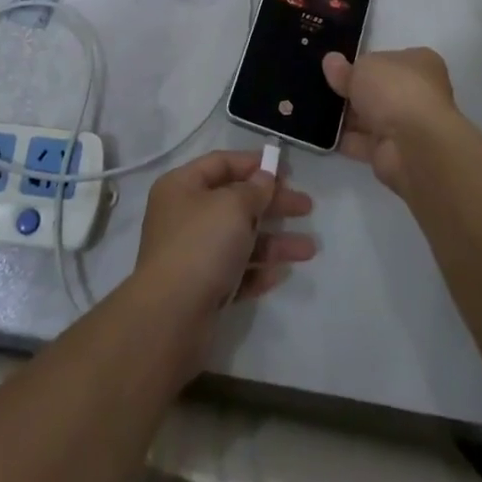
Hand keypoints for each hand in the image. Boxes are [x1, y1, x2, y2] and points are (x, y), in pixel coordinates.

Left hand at [134, 151, 315, 316]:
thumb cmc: (201, 245)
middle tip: (306, 207)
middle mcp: (185, 216)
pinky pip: (236, 271)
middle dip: (272, 204)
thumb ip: (254, 189)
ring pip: (240, 239)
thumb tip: (264, 178)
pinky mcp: (203, 289)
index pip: (221, 163)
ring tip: (309, 249)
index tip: (286, 171)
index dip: (253, 163)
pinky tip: (281, 273)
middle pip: (235, 202)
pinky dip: (257, 270)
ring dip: (274, 241)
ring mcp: (193, 255)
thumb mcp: (233, 206)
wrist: (171, 318)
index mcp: (182, 186)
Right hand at [322, 47, 456, 194]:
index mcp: (421, 64)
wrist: (412, 144)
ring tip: (314, 108)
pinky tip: (320, 133)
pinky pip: (363, 143)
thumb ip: (346, 68)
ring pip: (371, 118)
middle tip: (322, 86)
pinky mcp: (393, 154)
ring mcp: (407, 127)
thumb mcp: (364, 67)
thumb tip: (331, 62)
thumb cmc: (394, 90)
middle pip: (379, 90)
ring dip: (346, 116)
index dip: (366, 62)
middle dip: (353, 91)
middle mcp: (419, 94)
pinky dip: (345, 139)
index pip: (391, 60)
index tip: (339, 66)